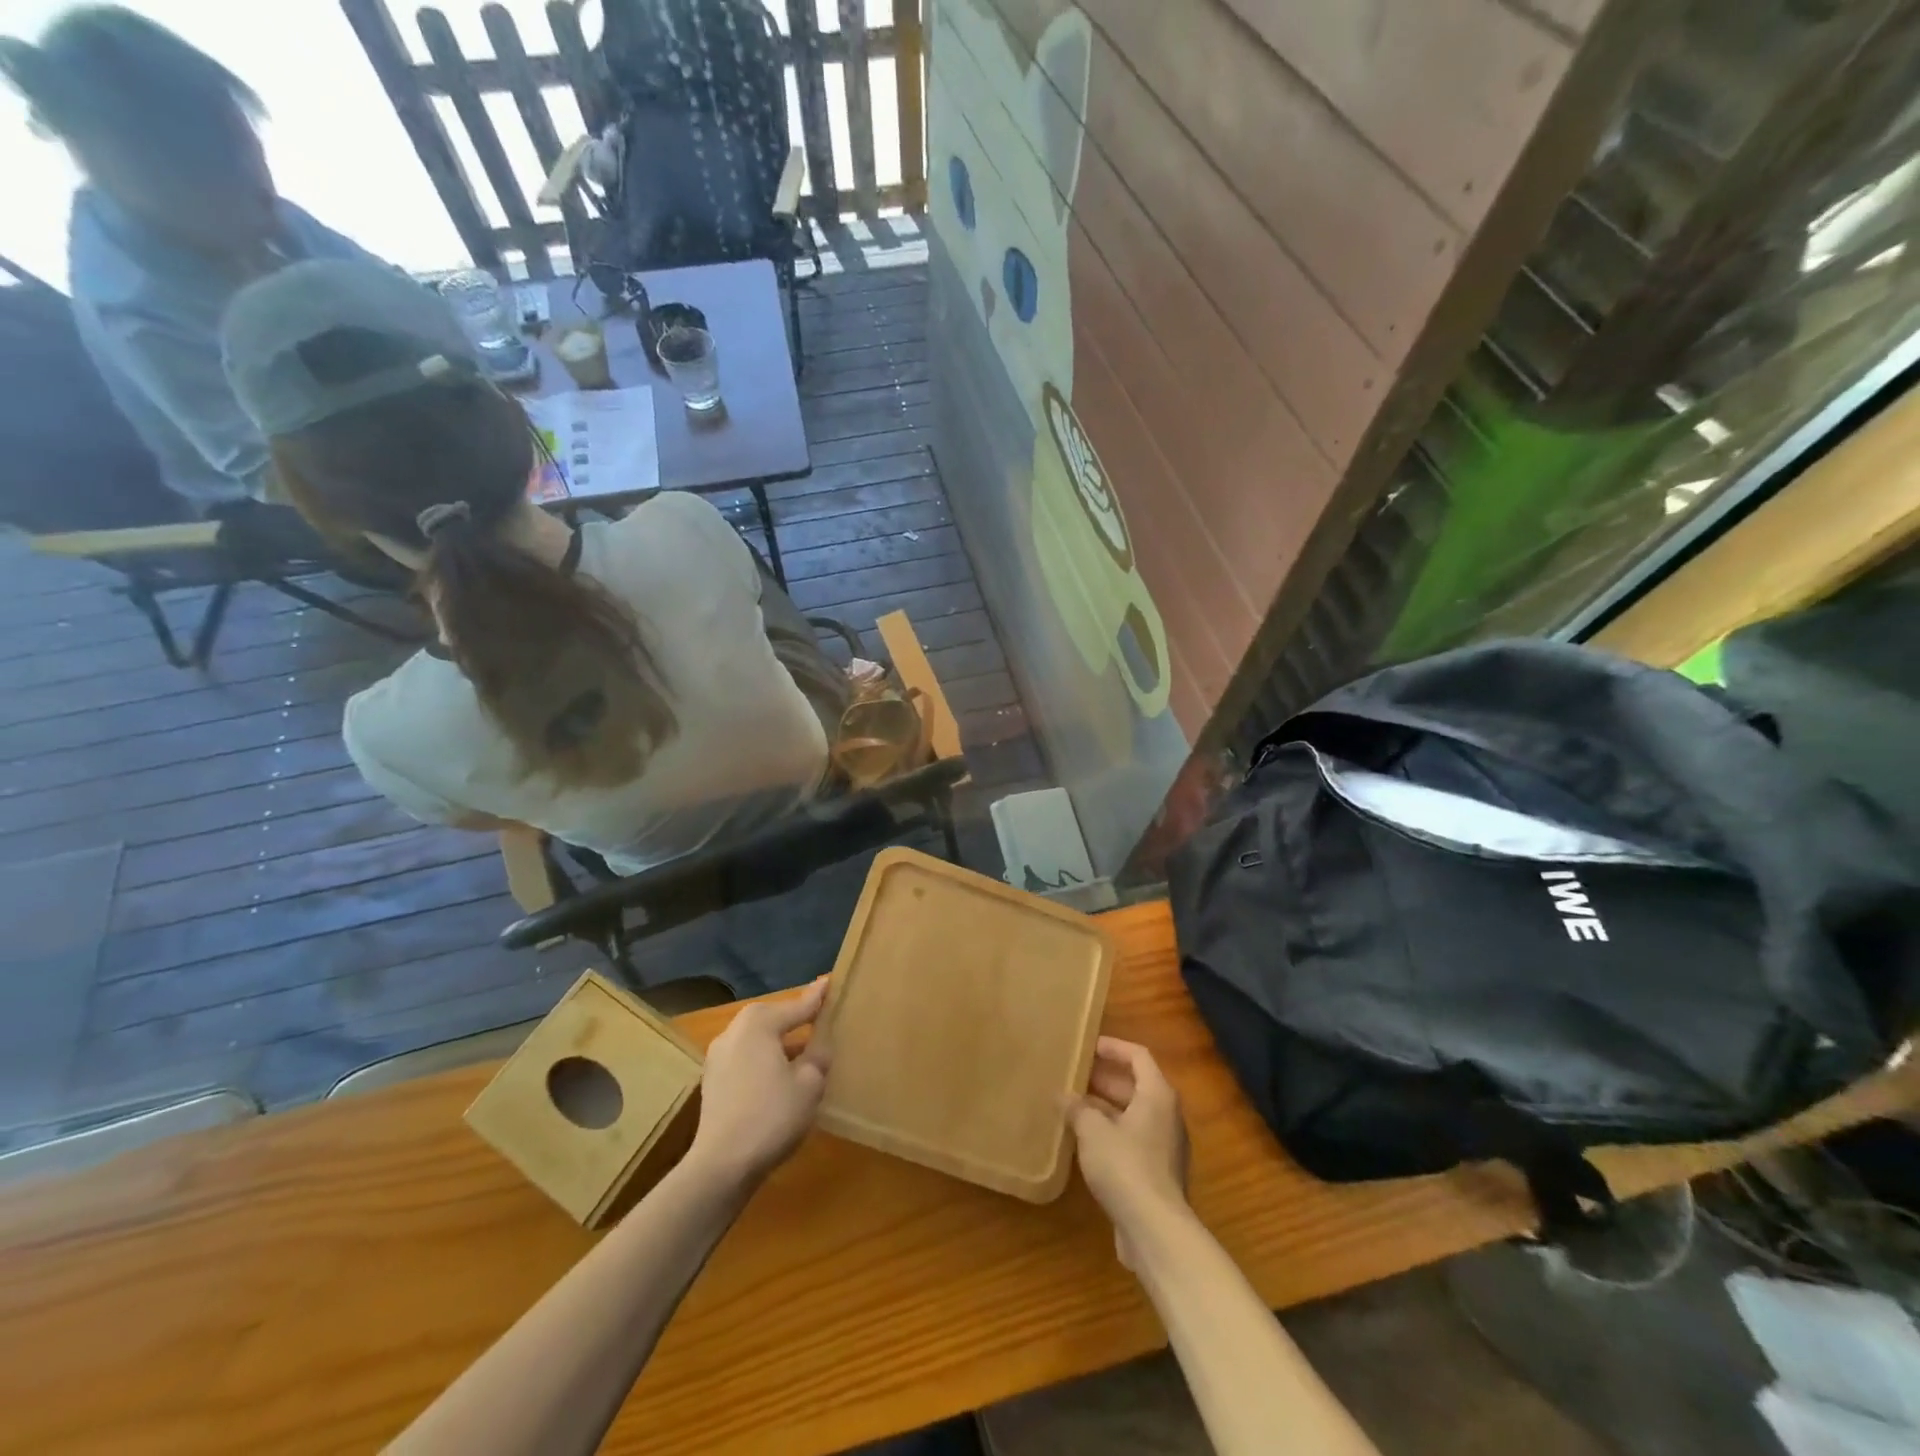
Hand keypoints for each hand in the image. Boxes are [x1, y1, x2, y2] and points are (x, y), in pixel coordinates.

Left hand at [688, 978, 831, 1188]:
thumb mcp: (809, 1083)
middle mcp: (734, 1031)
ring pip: (758, 1039)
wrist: (721, 1165)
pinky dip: (764, 1060)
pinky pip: (746, 1058)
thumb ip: (818, 1055)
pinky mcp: (712, 1080)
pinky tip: (779, 1076)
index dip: (818, 997)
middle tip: (819, 1020)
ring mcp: (718, 1056)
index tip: (830, 981)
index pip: (797, 1005)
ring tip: (803, 1052)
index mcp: (759, 1023)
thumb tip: (819, 1043)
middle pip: (773, 1018)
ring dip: (779, 1043)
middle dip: (795, 1019)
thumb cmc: (771, 1116)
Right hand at [1069, 1038, 1190, 1267]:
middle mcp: (1166, 1115)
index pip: (1138, 1056)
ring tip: (1072, 1106)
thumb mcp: (1093, 1131)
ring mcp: (1164, 1146)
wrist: (1155, 1230)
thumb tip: (1063, 1096)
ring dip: (1104, 1108)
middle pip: (1135, 1085)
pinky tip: (1083, 1142)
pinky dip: (1110, 1133)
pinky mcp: (1157, 1173)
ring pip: (1132, 1114)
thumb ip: (1077, 1108)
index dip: (1113, 1047)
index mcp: (1157, 1095)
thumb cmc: (1126, 1166)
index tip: (1087, 1047)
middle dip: (1103, 1078)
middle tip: (1073, 1075)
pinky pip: (1132, 1140)